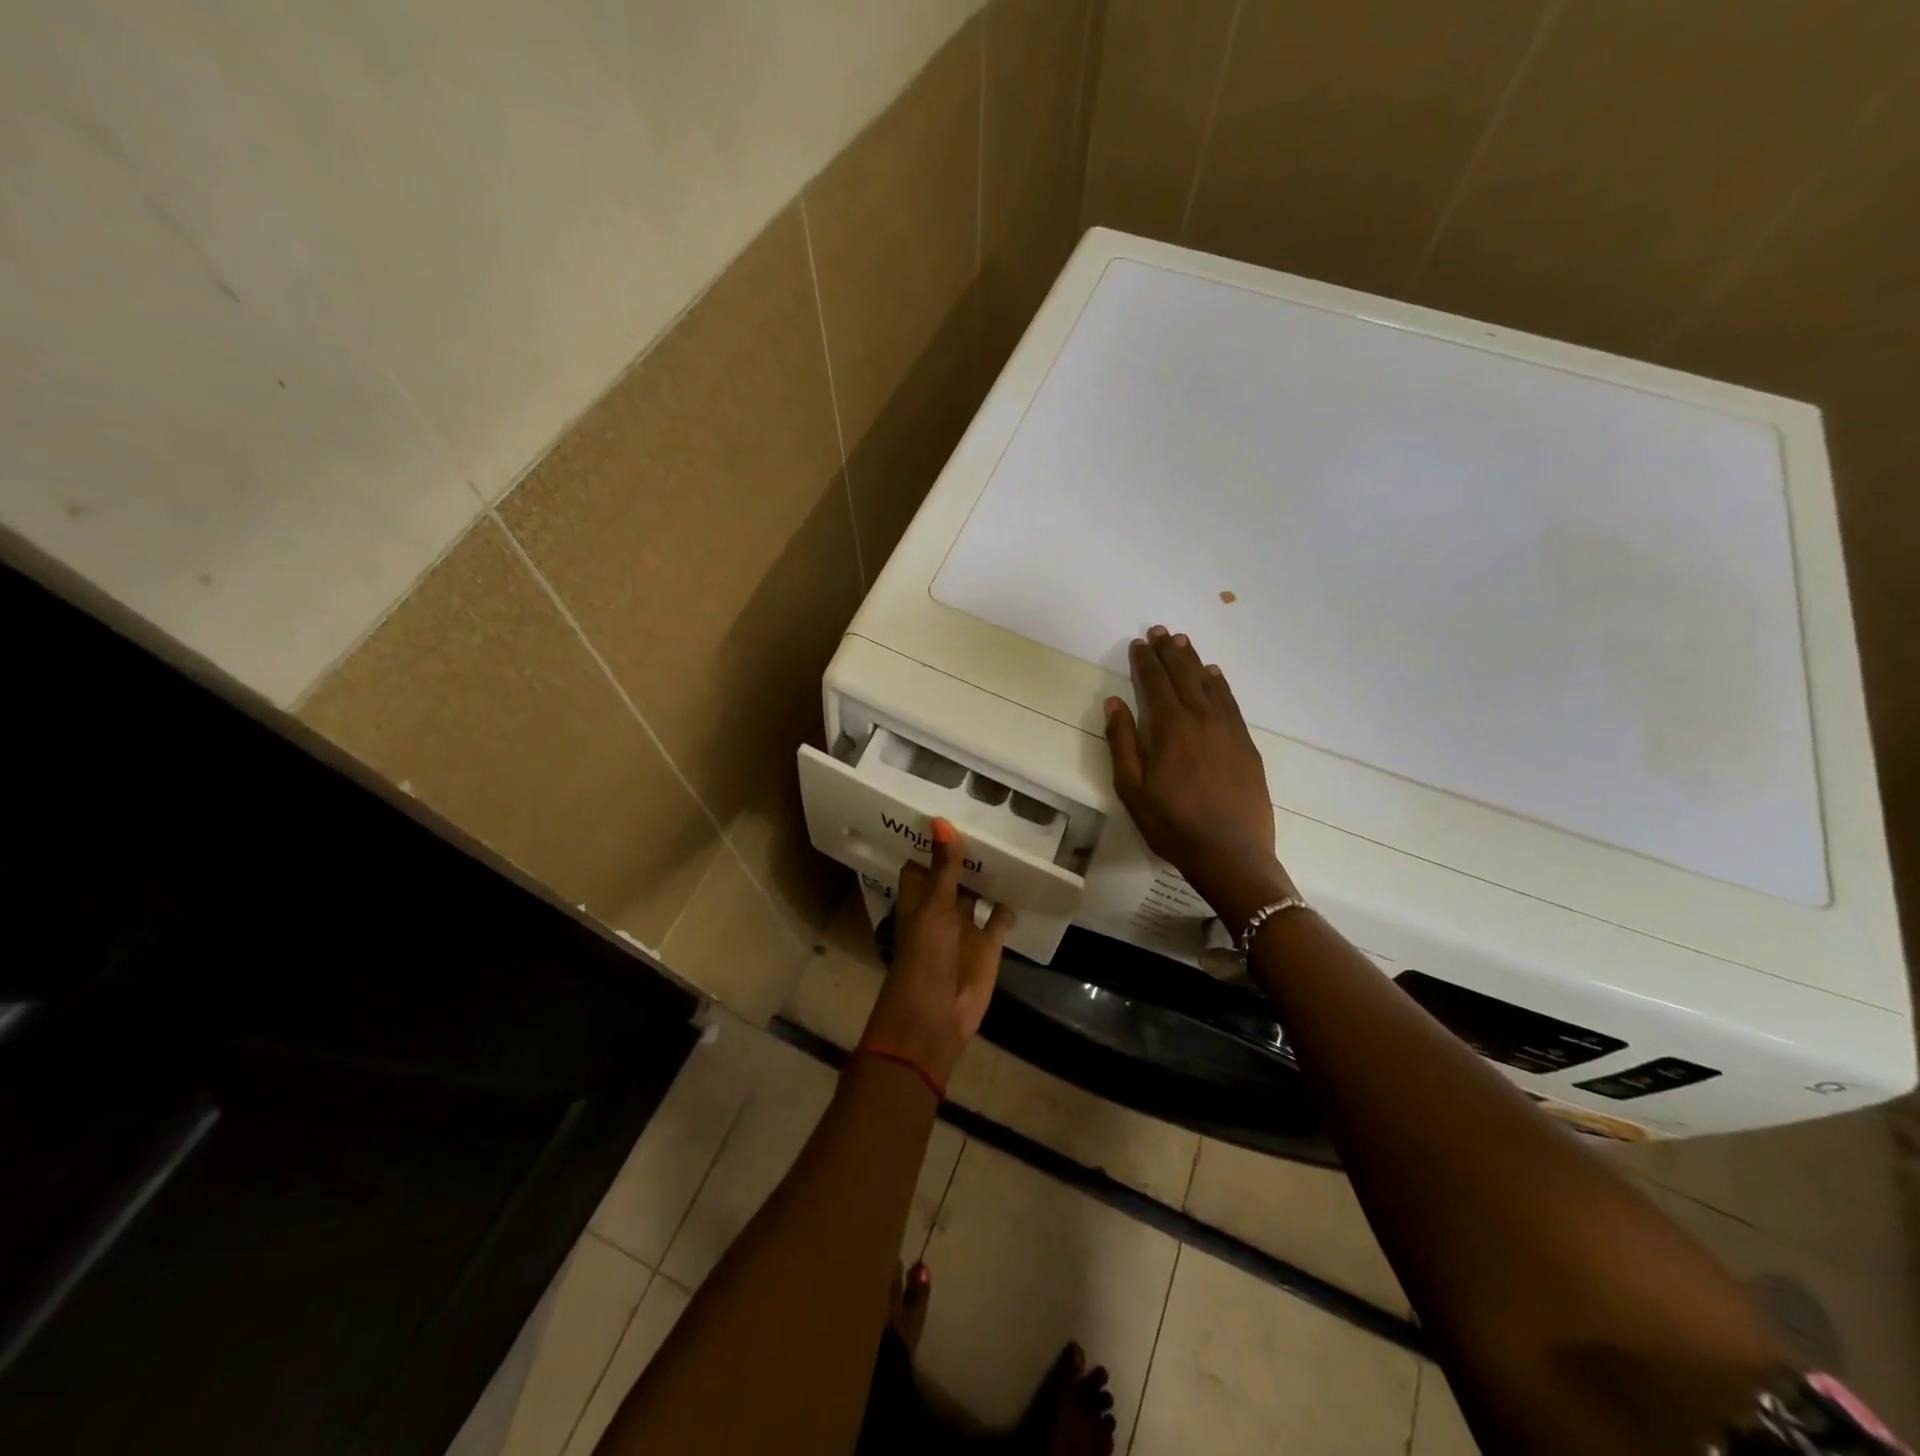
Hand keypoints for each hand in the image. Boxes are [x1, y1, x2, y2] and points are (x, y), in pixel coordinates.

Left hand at [861, 820, 1012, 1087]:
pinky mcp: (988, 944)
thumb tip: (940, 821)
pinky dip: (1011, 901)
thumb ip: (943, 868)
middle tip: (989, 810)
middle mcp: (941, 907)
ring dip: (990, 872)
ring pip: (979, 891)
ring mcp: (966, 926)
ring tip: (1012, 836)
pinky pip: (1001, 916)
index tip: (948, 802)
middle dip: (967, 849)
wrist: (935, 1018)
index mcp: (918, 896)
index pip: (923, 859)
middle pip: (954, 873)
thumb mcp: (934, 907)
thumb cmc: (924, 957)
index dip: (933, 837)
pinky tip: (1026, 878)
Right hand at [1104, 626, 1294, 932]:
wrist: (1231, 854)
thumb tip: (1114, 703)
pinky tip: (1214, 675)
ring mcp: (1228, 730)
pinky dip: (1220, 684)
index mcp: (1169, 728)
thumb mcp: (1132, 789)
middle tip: (1160, 631)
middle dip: (1169, 652)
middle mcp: (1201, 719)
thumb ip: (1122, 742)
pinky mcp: (1246, 745)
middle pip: (1183, 676)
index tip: (1138, 643)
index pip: (1154, 683)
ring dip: (1194, 661)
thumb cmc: (1172, 825)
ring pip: (1209, 684)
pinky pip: (1231, 703)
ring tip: (1182, 642)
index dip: (1144, 661)